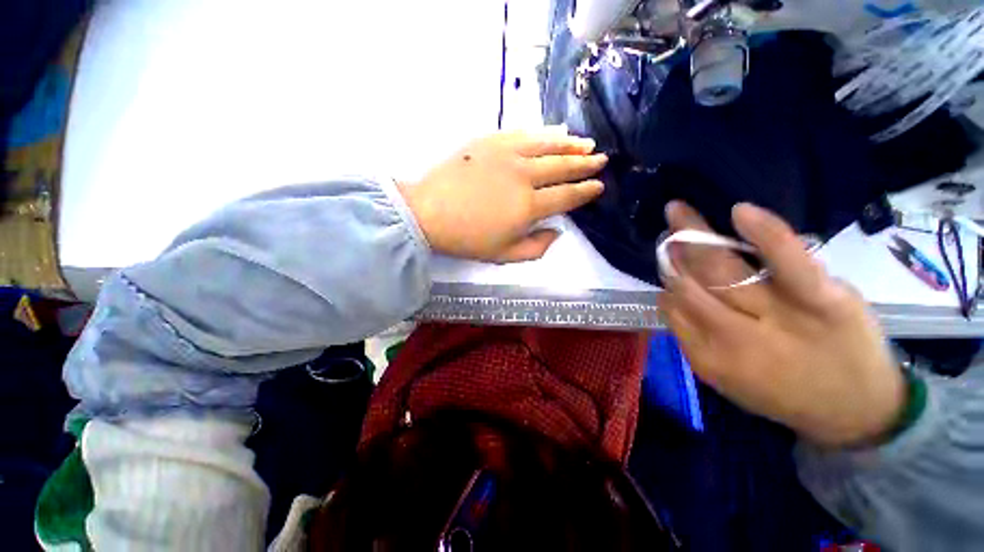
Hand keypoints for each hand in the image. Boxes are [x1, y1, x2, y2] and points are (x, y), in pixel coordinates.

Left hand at [398, 128, 605, 262]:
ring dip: (570, 145)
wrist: (430, 213)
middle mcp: (525, 175)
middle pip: (562, 167)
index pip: (567, 196)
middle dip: (585, 164)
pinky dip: (543, 133)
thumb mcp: (505, 255)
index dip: (585, 191)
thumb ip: (537, 247)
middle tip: (600, 160)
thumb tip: (557, 232)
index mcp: (529, 206)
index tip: (599, 186)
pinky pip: (524, 133)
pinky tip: (554, 132)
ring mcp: (508, 154)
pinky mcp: (491, 141)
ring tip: (586, 143)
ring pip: (547, 145)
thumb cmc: (468, 239)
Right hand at [657, 201, 905, 446]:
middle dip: (673, 256)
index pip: (672, 308)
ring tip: (679, 214)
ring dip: (694, 239)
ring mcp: (780, 317)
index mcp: (710, 359)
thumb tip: (670, 296)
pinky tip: (740, 211)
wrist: (861, 411)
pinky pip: (787, 261)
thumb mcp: (726, 380)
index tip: (669, 271)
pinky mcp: (823, 299)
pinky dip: (765, 234)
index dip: (667, 285)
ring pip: (721, 271)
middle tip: (667, 235)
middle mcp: (735, 338)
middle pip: (691, 286)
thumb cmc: (785, 395)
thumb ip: (693, 338)